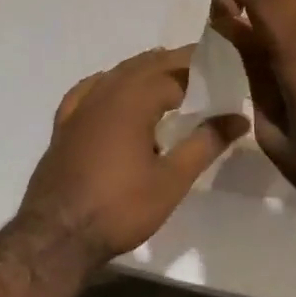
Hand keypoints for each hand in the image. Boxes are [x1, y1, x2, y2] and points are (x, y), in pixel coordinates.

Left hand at [16, 46, 246, 267]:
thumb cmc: (120, 207)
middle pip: (144, 66)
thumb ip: (205, 143)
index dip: (199, 71)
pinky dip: (107, 82)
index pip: (173, 73)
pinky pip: (88, 89)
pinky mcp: (64, 125)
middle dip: (173, 63)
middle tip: (200, 67)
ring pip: (116, 74)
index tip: (221, 71)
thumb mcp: (172, 180)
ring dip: (142, 69)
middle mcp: (105, 93)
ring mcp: (80, 108)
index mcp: (133, 100)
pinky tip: (112, 88)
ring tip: (166, 74)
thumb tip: (238, 118)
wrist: (57, 234)